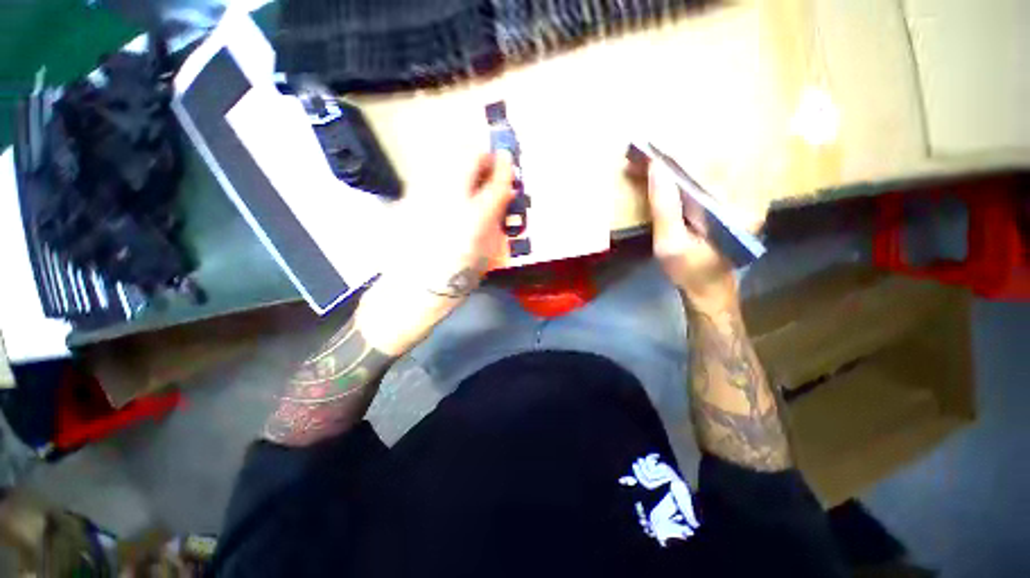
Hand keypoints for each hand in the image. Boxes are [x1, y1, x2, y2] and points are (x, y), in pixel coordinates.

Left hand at [356, 152, 515, 355]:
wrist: (414, 289)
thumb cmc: (457, 278)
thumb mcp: (486, 252)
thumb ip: (494, 219)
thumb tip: (501, 196)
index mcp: (475, 219)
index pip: (496, 181)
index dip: (505, 167)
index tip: (508, 159)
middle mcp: (448, 200)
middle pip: (467, 156)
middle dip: (482, 156)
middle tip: (487, 167)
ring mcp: (424, 196)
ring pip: (445, 159)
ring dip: (461, 162)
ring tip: (468, 177)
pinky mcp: (407, 200)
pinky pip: (430, 175)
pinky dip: (444, 175)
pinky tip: (447, 191)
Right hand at [645, 163, 765, 312]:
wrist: (707, 289)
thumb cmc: (687, 271)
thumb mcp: (669, 244)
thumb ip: (664, 208)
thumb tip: (657, 170)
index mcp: (733, 206)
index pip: (699, 171)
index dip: (671, 160)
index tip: (645, 151)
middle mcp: (743, 196)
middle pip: (702, 168)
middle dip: (670, 161)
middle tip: (641, 156)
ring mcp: (737, 199)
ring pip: (702, 174)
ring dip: (673, 167)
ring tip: (647, 163)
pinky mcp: (727, 203)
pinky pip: (702, 184)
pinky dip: (680, 179)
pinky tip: (662, 177)